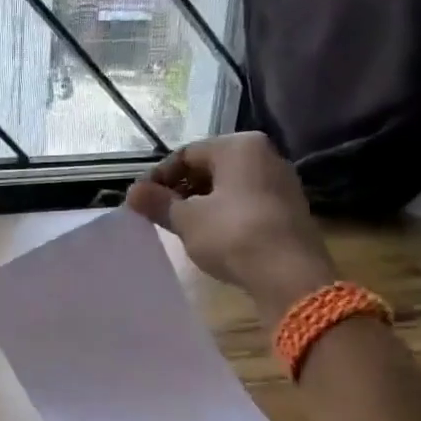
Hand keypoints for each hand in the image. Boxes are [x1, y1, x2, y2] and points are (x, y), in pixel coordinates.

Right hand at [125, 132, 337, 318]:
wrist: (289, 274)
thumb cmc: (232, 235)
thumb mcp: (187, 219)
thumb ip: (158, 202)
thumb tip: (132, 191)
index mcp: (239, 146)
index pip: (186, 154)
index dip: (159, 177)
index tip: (142, 202)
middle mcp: (265, 155)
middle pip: (210, 167)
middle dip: (181, 190)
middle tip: (160, 215)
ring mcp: (281, 182)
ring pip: (228, 186)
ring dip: (201, 203)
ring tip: (182, 228)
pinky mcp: (288, 209)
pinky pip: (246, 203)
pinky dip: (224, 214)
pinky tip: (211, 237)